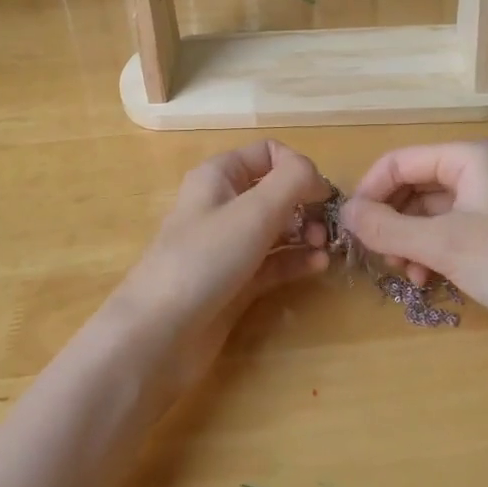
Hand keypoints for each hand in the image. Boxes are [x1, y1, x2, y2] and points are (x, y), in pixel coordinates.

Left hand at [105, 140, 331, 395]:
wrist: (160, 333)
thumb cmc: (205, 257)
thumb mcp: (254, 210)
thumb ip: (293, 181)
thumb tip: (316, 176)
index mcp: (219, 176)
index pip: (267, 153)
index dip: (297, 167)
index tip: (320, 193)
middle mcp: (223, 205)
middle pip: (275, 191)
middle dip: (305, 204)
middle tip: (327, 227)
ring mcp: (228, 246)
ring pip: (277, 229)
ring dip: (305, 233)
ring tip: (324, 248)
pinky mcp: (235, 282)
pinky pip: (273, 263)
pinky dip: (296, 261)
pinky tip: (318, 266)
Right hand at [341, 140, 487, 346]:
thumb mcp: (443, 244)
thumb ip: (386, 228)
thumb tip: (342, 213)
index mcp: (467, 158)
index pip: (399, 161)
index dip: (370, 191)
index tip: (349, 228)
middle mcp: (477, 173)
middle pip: (412, 187)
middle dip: (390, 221)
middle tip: (377, 257)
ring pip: (427, 215)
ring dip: (407, 242)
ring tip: (404, 274)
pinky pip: (447, 235)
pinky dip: (429, 254)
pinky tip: (426, 281)